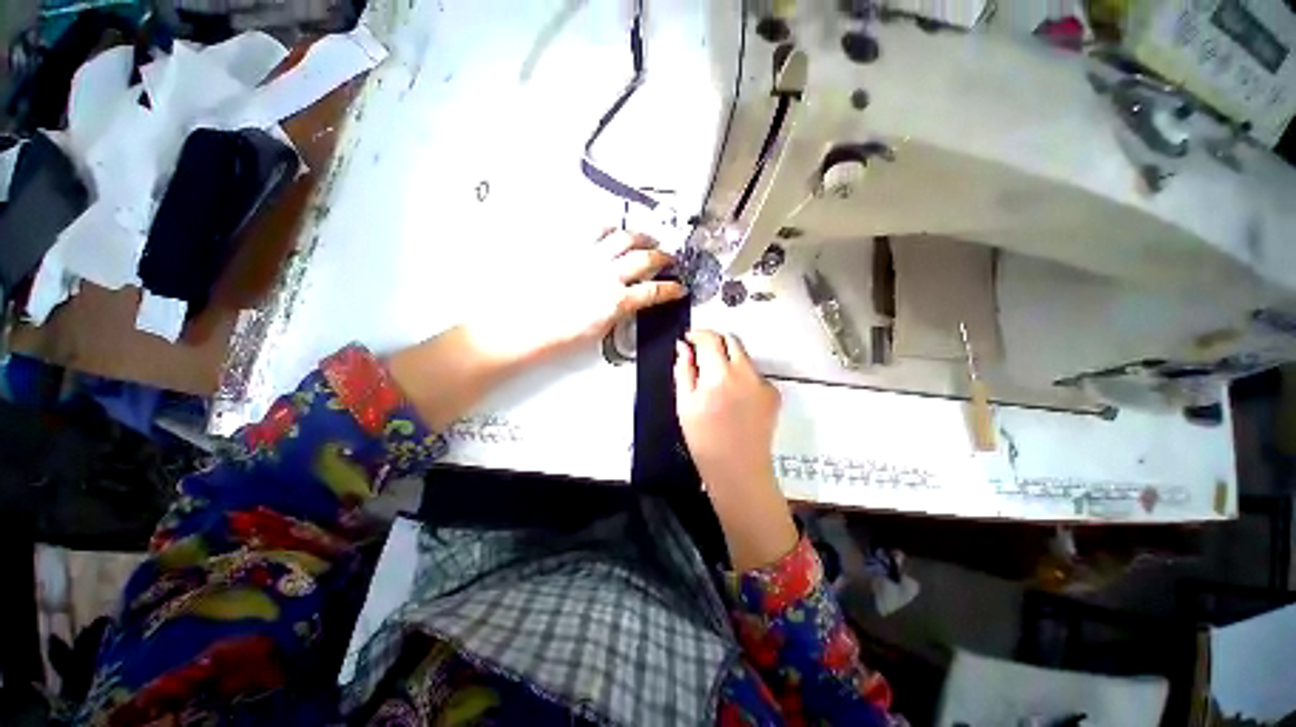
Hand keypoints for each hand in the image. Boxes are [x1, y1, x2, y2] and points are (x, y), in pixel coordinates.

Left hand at [391, 230, 683, 432]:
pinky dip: (609, 228)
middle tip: (669, 258)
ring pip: (624, 237)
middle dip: (663, 257)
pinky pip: (594, 229)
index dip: (671, 290)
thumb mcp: (599, 331)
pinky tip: (613, 231)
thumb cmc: (559, 335)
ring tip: (648, 238)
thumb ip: (620, 312)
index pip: (655, 292)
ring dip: (641, 237)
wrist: (524, 325)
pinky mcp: (571, 248)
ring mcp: (589, 257)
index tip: (679, 288)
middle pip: (645, 258)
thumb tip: (629, 303)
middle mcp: (607, 275)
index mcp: (616, 301)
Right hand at [674, 331, 797, 570]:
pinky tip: (735, 398)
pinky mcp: (774, 393)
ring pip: (744, 357)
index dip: (698, 334)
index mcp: (719, 376)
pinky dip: (742, 376)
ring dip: (729, 359)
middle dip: (715, 342)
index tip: (689, 339)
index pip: (710, 339)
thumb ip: (684, 371)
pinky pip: (754, 374)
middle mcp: (745, 373)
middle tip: (702, 356)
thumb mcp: (684, 404)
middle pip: (731, 340)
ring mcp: (763, 383)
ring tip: (717, 382)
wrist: (738, 469)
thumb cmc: (703, 439)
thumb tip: (684, 347)